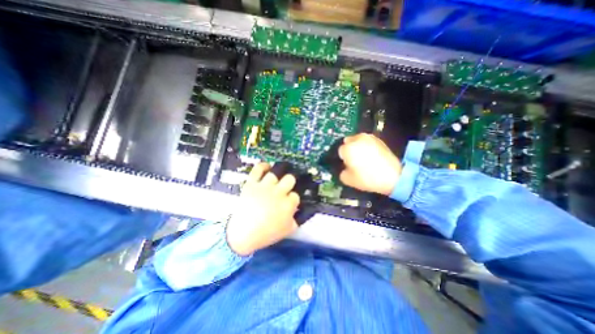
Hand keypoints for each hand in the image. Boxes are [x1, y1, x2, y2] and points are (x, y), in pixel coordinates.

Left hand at [225, 163, 300, 254]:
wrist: (243, 234)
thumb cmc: (267, 233)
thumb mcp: (289, 229)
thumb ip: (300, 218)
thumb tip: (306, 209)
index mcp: (287, 204)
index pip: (296, 195)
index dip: (293, 197)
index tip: (290, 200)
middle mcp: (278, 193)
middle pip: (290, 179)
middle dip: (290, 182)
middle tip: (287, 184)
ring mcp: (264, 187)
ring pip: (276, 172)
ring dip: (279, 172)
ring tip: (281, 171)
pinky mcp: (252, 184)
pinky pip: (258, 169)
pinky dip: (263, 165)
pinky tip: (267, 166)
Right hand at [337, 133, 401, 195]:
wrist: (393, 177)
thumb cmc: (367, 178)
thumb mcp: (348, 180)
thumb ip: (341, 172)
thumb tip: (344, 167)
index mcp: (348, 148)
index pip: (340, 151)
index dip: (343, 158)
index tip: (347, 165)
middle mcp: (357, 139)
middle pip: (347, 142)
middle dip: (349, 149)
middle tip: (354, 160)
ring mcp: (369, 137)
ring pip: (357, 140)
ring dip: (357, 146)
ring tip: (363, 157)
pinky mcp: (379, 139)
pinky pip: (367, 141)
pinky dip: (366, 146)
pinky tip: (372, 155)